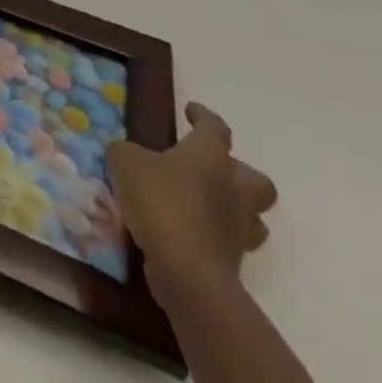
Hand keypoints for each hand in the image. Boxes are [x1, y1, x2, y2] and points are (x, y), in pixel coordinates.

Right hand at [105, 103, 277, 298]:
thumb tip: (125, 154)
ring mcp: (238, 229)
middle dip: (239, 172)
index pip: (215, 128)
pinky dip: (215, 234)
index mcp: (210, 158)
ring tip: (203, 203)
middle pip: (257, 179)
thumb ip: (124, 152)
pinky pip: (231, 241)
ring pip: (253, 215)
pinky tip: (188, 229)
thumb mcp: (126, 161)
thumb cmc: (160, 201)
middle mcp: (233, 190)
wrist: (187, 271)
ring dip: (234, 208)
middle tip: (210, 168)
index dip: (204, 117)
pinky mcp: (233, 261)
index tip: (191, 111)